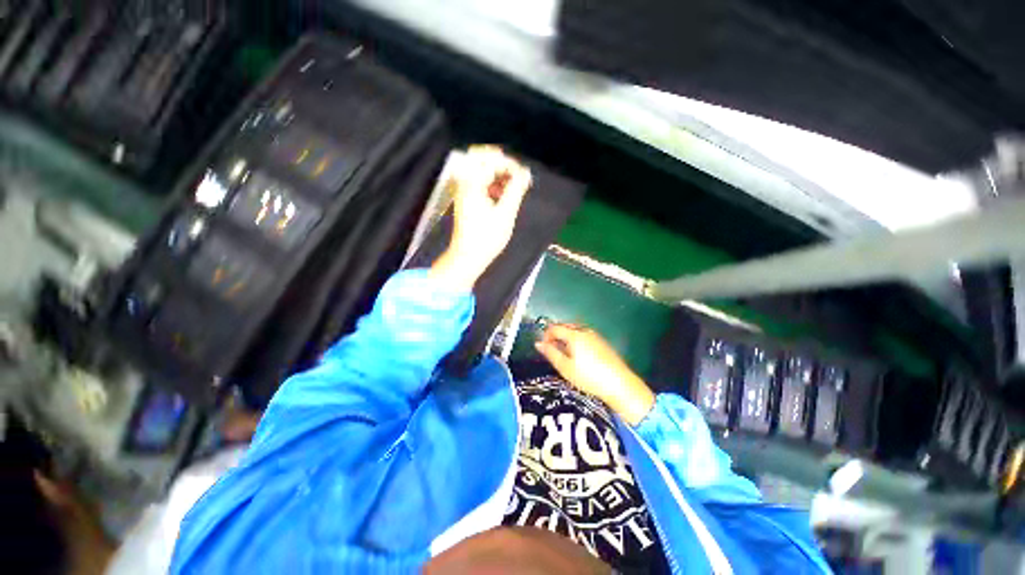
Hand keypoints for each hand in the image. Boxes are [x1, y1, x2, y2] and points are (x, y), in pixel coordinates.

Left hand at [430, 146, 531, 290]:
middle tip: (517, 176)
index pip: (492, 160)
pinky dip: (492, 183)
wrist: (468, 256)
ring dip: (498, 173)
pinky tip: (502, 195)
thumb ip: (516, 190)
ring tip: (513, 187)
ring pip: (480, 169)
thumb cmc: (487, 238)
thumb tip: (526, 173)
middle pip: (481, 158)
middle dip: (502, 163)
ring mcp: (464, 190)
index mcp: (472, 184)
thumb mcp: (505, 213)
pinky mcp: (467, 199)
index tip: (524, 177)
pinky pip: (479, 181)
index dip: (511, 164)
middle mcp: (465, 183)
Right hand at [535, 324, 655, 424]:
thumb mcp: (565, 367)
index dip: (545, 336)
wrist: (619, 384)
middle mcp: (585, 331)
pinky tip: (579, 356)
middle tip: (553, 352)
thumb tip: (538, 343)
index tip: (544, 349)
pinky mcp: (603, 343)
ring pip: (575, 331)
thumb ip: (550, 353)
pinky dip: (576, 341)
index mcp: (574, 334)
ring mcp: (595, 336)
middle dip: (556, 336)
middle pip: (565, 327)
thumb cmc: (588, 377)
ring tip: (565, 355)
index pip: (554, 328)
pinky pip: (584, 336)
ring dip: (566, 338)